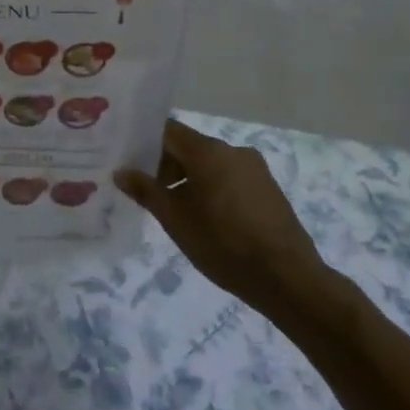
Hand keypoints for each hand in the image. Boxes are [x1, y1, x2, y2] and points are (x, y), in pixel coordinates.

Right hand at [115, 120, 332, 319]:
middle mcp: (233, 151)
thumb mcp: (175, 219)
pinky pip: (230, 178)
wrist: (288, 279)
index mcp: (208, 151)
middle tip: (146, 191)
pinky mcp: (268, 189)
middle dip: (165, 165)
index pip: (167, 130)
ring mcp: (255, 169)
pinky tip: (206, 218)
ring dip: (188, 179)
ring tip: (174, 210)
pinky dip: (211, 188)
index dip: (144, 142)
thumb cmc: (223, 244)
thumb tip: (121, 172)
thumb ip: (145, 190)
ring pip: (210, 164)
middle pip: (189, 146)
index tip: (127, 160)